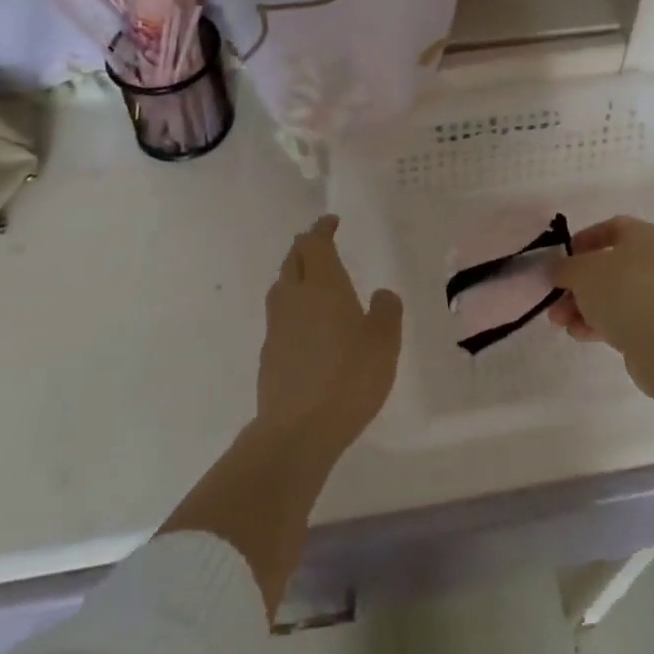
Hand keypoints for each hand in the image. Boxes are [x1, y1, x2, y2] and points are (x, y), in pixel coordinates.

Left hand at [256, 215, 402, 456]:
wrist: (296, 432)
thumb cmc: (348, 378)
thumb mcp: (383, 342)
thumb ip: (385, 311)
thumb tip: (380, 295)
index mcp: (323, 285)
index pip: (315, 243)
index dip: (322, 229)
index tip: (331, 221)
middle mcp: (295, 298)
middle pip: (293, 260)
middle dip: (305, 247)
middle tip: (320, 245)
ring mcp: (277, 327)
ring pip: (282, 287)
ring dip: (294, 275)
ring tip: (311, 281)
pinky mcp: (269, 356)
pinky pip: (279, 318)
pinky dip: (291, 309)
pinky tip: (305, 327)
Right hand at [547, 216, 653, 365]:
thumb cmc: (620, 290)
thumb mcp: (581, 272)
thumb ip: (563, 267)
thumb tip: (555, 269)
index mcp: (642, 236)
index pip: (610, 227)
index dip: (584, 239)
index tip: (564, 256)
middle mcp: (653, 261)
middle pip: (606, 267)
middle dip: (576, 284)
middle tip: (555, 297)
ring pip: (610, 295)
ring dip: (581, 306)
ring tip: (558, 322)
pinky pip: (621, 317)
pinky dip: (598, 322)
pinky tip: (577, 334)